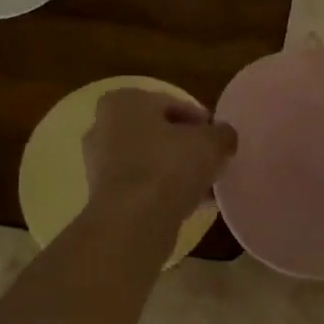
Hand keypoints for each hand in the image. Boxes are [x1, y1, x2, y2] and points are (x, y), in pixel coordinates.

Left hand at [84, 88, 236, 225]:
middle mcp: (103, 127)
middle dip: (185, 147)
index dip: (200, 121)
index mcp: (124, 101)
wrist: (133, 221)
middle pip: (157, 134)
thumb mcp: (210, 143)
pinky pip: (141, 187)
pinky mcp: (103, 196)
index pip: (171, 104)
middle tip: (211, 162)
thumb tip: (224, 136)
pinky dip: (163, 192)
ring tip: (205, 186)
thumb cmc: (168, 167)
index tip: (218, 139)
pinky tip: (190, 205)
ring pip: (149, 162)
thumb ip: (222, 134)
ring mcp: (99, 164)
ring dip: (176, 172)